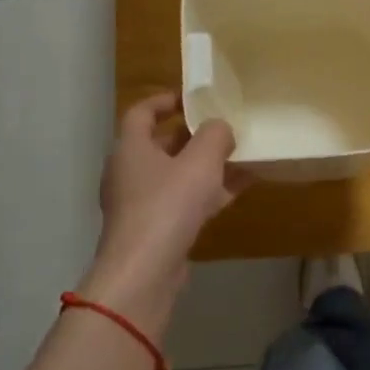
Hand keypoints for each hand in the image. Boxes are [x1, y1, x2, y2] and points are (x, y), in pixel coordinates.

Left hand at [83, 92, 247, 333]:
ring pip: (176, 174)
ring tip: (240, 156)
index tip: (192, 97)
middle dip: (194, 135)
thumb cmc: (168, 206)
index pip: (141, 112)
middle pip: (161, 144)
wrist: (144, 272)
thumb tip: (221, 128)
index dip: (165, 100)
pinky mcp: (154, 229)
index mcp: (130, 148)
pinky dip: (207, 192)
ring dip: (205, 165)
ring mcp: (140, 203)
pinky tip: (238, 189)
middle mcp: (129, 172)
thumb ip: (215, 136)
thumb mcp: (200, 162)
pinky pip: (183, 201)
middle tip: (224, 128)